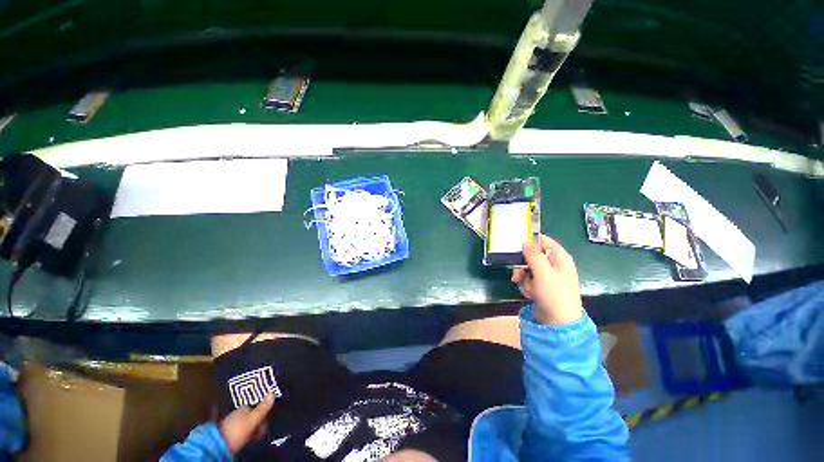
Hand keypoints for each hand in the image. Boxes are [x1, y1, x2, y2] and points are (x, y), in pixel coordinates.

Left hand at [219, 393, 274, 453]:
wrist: (217, 445)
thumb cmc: (237, 430)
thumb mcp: (252, 420)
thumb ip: (263, 408)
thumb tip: (273, 392)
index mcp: (243, 408)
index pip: (256, 408)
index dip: (263, 416)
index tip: (265, 426)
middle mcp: (236, 412)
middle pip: (250, 416)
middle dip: (256, 422)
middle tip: (260, 432)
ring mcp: (229, 422)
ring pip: (244, 423)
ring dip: (249, 429)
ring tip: (252, 437)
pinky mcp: (225, 432)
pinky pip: (238, 430)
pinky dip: (243, 433)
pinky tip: (244, 438)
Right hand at [511, 235, 582, 324]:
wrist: (559, 322)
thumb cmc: (554, 294)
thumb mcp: (543, 272)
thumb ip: (533, 255)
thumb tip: (525, 242)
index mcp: (560, 258)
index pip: (545, 241)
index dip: (531, 240)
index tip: (516, 243)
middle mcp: (555, 265)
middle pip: (534, 256)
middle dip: (523, 263)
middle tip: (516, 270)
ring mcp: (549, 277)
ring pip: (529, 268)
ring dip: (523, 276)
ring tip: (523, 285)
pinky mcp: (543, 287)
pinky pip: (529, 280)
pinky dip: (526, 285)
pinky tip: (528, 293)